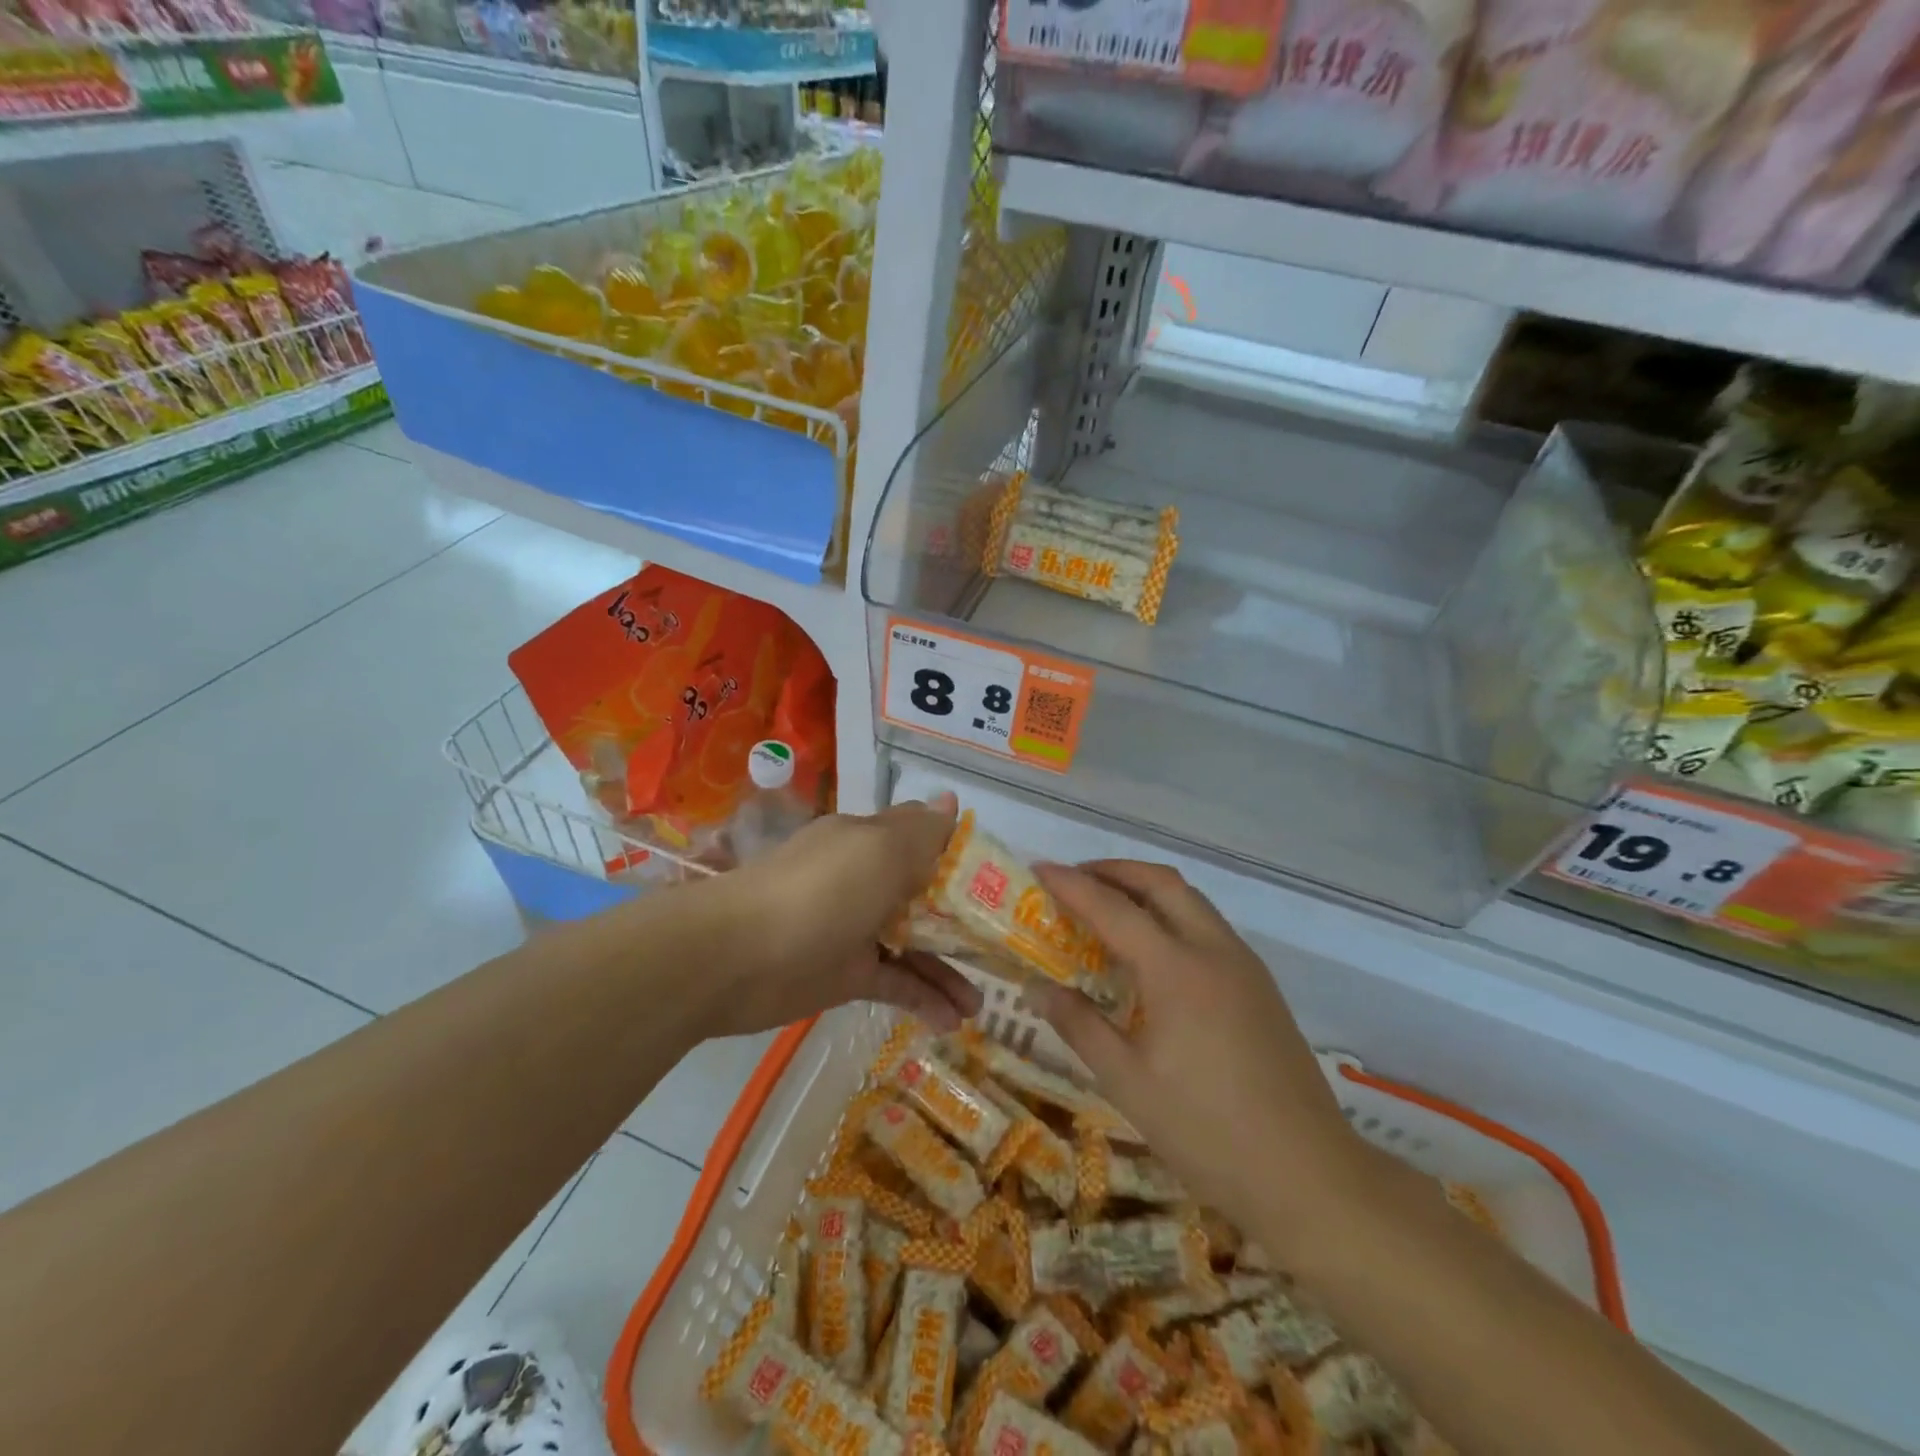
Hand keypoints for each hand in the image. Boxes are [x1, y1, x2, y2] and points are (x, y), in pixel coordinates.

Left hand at [700, 792, 982, 1037]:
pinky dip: (923, 998)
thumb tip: (951, 800)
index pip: (928, 841)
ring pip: (914, 943)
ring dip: (949, 969)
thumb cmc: (819, 893)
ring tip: (982, 1004)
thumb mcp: (879, 851)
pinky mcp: (844, 973)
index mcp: (872, 841)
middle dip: (966, 921)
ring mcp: (855, 928)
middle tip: (1006, 949)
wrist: (734, 958)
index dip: (966, 860)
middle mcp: (866, 879)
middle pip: (927, 896)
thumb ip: (921, 832)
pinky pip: (894, 980)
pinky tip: (952, 1020)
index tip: (1006, 884)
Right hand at [1026, 860, 1367, 1247]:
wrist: (1309, 1175)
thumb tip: (1036, 989)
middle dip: (1115, 870)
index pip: (1113, 908)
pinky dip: (1172, 915)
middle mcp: (1213, 950)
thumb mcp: (1128, 1083)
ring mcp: (1244, 965)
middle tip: (1075, 882)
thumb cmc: (1207, 1132)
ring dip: (1146, 890)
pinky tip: (1153, 952)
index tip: (1039, 870)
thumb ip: (1080, 1026)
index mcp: (1177, 970)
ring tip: (1107, 909)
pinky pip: (1208, 926)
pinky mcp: (1260, 985)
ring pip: (1190, 900)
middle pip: (1161, 883)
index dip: (1072, 885)